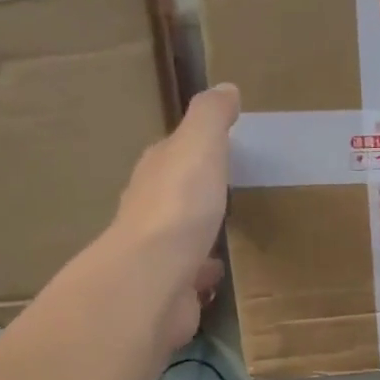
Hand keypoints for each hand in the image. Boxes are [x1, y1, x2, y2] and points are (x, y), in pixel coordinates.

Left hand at [112, 83, 238, 346]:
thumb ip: (211, 118)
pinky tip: (221, 273)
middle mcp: (150, 211)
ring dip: (200, 234)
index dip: (192, 149)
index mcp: (155, 173)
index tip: (220, 147)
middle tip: (228, 190)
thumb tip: (225, 89)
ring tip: (229, 232)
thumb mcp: (199, 146)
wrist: (155, 280)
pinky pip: (193, 276)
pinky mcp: (172, 290)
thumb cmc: (179, 206)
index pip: (170, 153)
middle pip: (175, 195)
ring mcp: (159, 255)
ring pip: (183, 238)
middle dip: (196, 192)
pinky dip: (204, 273)